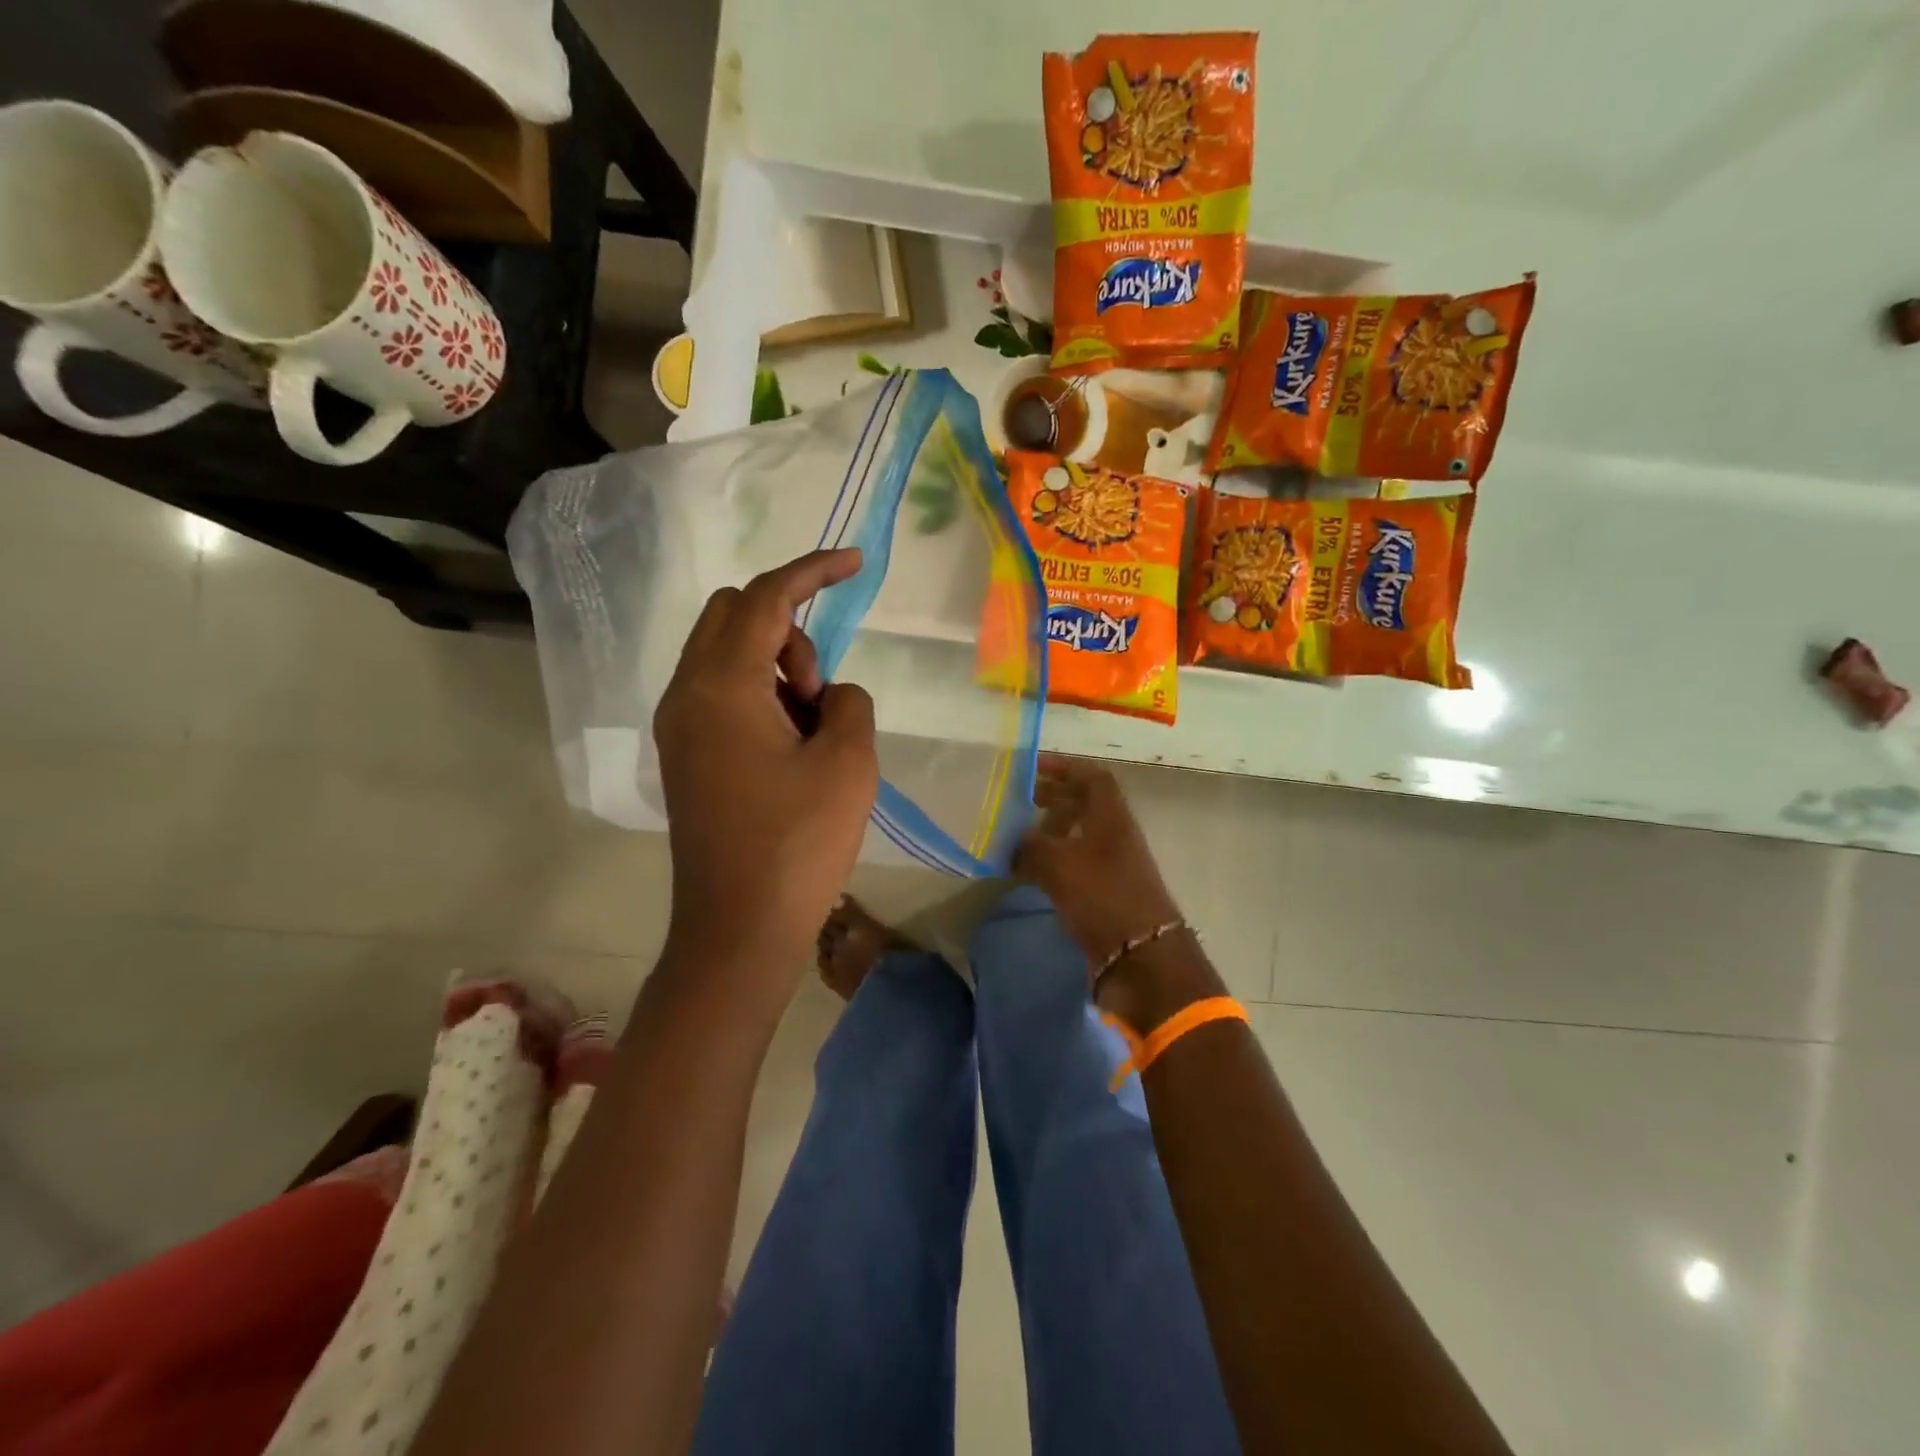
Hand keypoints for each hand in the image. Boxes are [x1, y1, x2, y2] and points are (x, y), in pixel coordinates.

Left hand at [653, 549, 878, 985]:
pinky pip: (719, 693)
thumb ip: (850, 702)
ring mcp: (678, 726)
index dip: (813, 571)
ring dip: (775, 666)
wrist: (738, 930)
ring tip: (811, 730)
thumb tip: (829, 697)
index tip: (855, 564)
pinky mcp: (684, 756)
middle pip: (732, 614)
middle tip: (819, 690)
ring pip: (724, 654)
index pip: (766, 598)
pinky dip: (758, 695)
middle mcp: (685, 694)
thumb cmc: (798, 844)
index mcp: (721, 685)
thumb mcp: (850, 762)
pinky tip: (789, 747)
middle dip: (787, 629)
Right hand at [1014, 754, 1182, 965]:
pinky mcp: (1104, 895)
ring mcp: (1111, 867)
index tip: (1031, 769)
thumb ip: (1031, 844)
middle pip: (1085, 805)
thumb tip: (1013, 839)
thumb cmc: (1103, 897)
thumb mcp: (1059, 863)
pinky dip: (1051, 863)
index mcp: (1111, 818)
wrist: (1140, 958)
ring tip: (1016, 837)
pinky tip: (1026, 872)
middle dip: (1052, 799)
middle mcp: (1114, 836)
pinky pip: (1074, 867)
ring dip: (1049, 833)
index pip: (1092, 777)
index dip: (1064, 767)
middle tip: (1017, 802)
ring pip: (1078, 838)